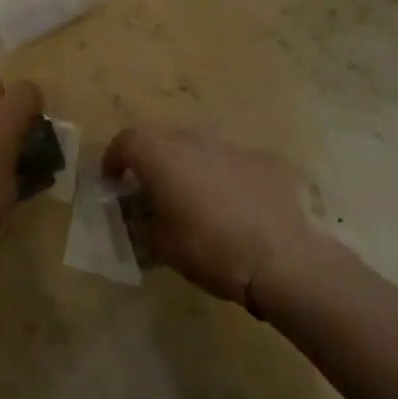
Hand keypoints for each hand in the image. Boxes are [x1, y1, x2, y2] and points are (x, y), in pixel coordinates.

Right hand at [104, 128, 335, 308]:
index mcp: (162, 156)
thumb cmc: (211, 250)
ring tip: (198, 200)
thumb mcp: (163, 246)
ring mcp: (231, 146)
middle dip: (154, 161)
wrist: (284, 258)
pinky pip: (233, 162)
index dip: (115, 157)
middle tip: (154, 191)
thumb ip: (146, 221)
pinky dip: (226, 177)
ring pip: (200, 148)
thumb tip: (146, 213)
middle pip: (163, 140)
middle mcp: (193, 140)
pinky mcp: (264, 159)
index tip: (114, 179)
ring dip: (191, 167)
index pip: (126, 141)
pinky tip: (238, 207)